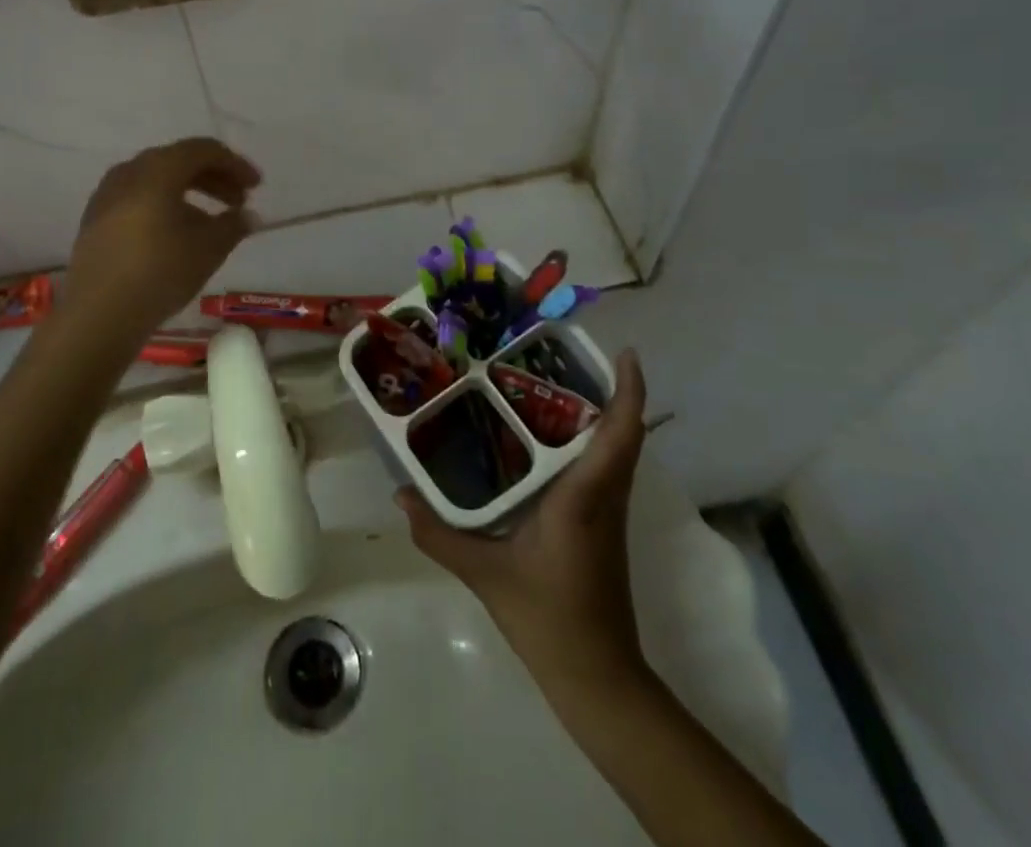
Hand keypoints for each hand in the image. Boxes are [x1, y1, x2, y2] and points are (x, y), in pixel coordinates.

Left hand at [64, 138, 261, 343]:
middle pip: (179, 161)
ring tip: (211, 221)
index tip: (256, 186)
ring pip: (157, 180)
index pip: (204, 150)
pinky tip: (176, 233)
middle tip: (238, 201)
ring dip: (189, 192)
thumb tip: (246, 215)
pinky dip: (164, 205)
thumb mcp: (209, 248)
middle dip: (214, 178)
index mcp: (159, 168)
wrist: (98, 314)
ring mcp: (107, 194)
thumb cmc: (161, 271)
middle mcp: (130, 171)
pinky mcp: (95, 219)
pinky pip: (138, 198)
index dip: (235, 164)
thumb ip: (233, 225)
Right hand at [400, 349, 647, 686]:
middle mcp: (605, 497)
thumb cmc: (547, 619)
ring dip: (606, 414)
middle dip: (613, 390)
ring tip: (559, 384)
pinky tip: (554, 438)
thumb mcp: (485, 574)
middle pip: (625, 434)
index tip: (627, 354)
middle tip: (571, 356)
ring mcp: (609, 513)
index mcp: (583, 498)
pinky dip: (594, 441)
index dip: (630, 392)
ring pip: (619, 451)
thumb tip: (400, 494)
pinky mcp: (605, 526)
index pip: (619, 435)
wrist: (597, 678)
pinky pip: (607, 469)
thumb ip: (439, 533)